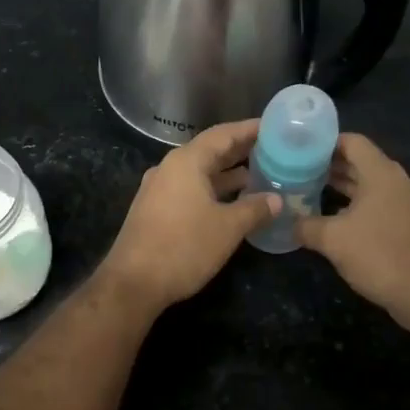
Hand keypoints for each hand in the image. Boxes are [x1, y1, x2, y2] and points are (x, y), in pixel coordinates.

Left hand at [98, 121, 280, 312]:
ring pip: (200, 173)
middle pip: (210, 151)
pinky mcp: (155, 210)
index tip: (275, 126)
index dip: (250, 129)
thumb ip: (254, 209)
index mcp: (186, 162)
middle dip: (241, 151)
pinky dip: (213, 190)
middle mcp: (170, 168)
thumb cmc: (183, 247)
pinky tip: (233, 202)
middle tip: (274, 150)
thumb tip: (277, 199)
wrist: (133, 283)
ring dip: (228, 174)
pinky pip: (190, 189)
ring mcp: (159, 189)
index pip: (223, 134)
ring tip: (260, 175)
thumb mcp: (227, 228)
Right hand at [298, 134, 409, 331]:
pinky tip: (331, 219)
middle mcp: (396, 182)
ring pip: (367, 185)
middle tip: (296, 169)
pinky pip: (376, 204)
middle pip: (359, 162)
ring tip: (308, 190)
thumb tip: (287, 221)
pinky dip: (353, 205)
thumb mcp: (333, 240)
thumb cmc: (379, 255)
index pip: (352, 142)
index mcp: (381, 173)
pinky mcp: (406, 225)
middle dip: (328, 165)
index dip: (324, 142)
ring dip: (340, 186)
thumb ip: (306, 225)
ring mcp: (404, 204)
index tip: (298, 148)